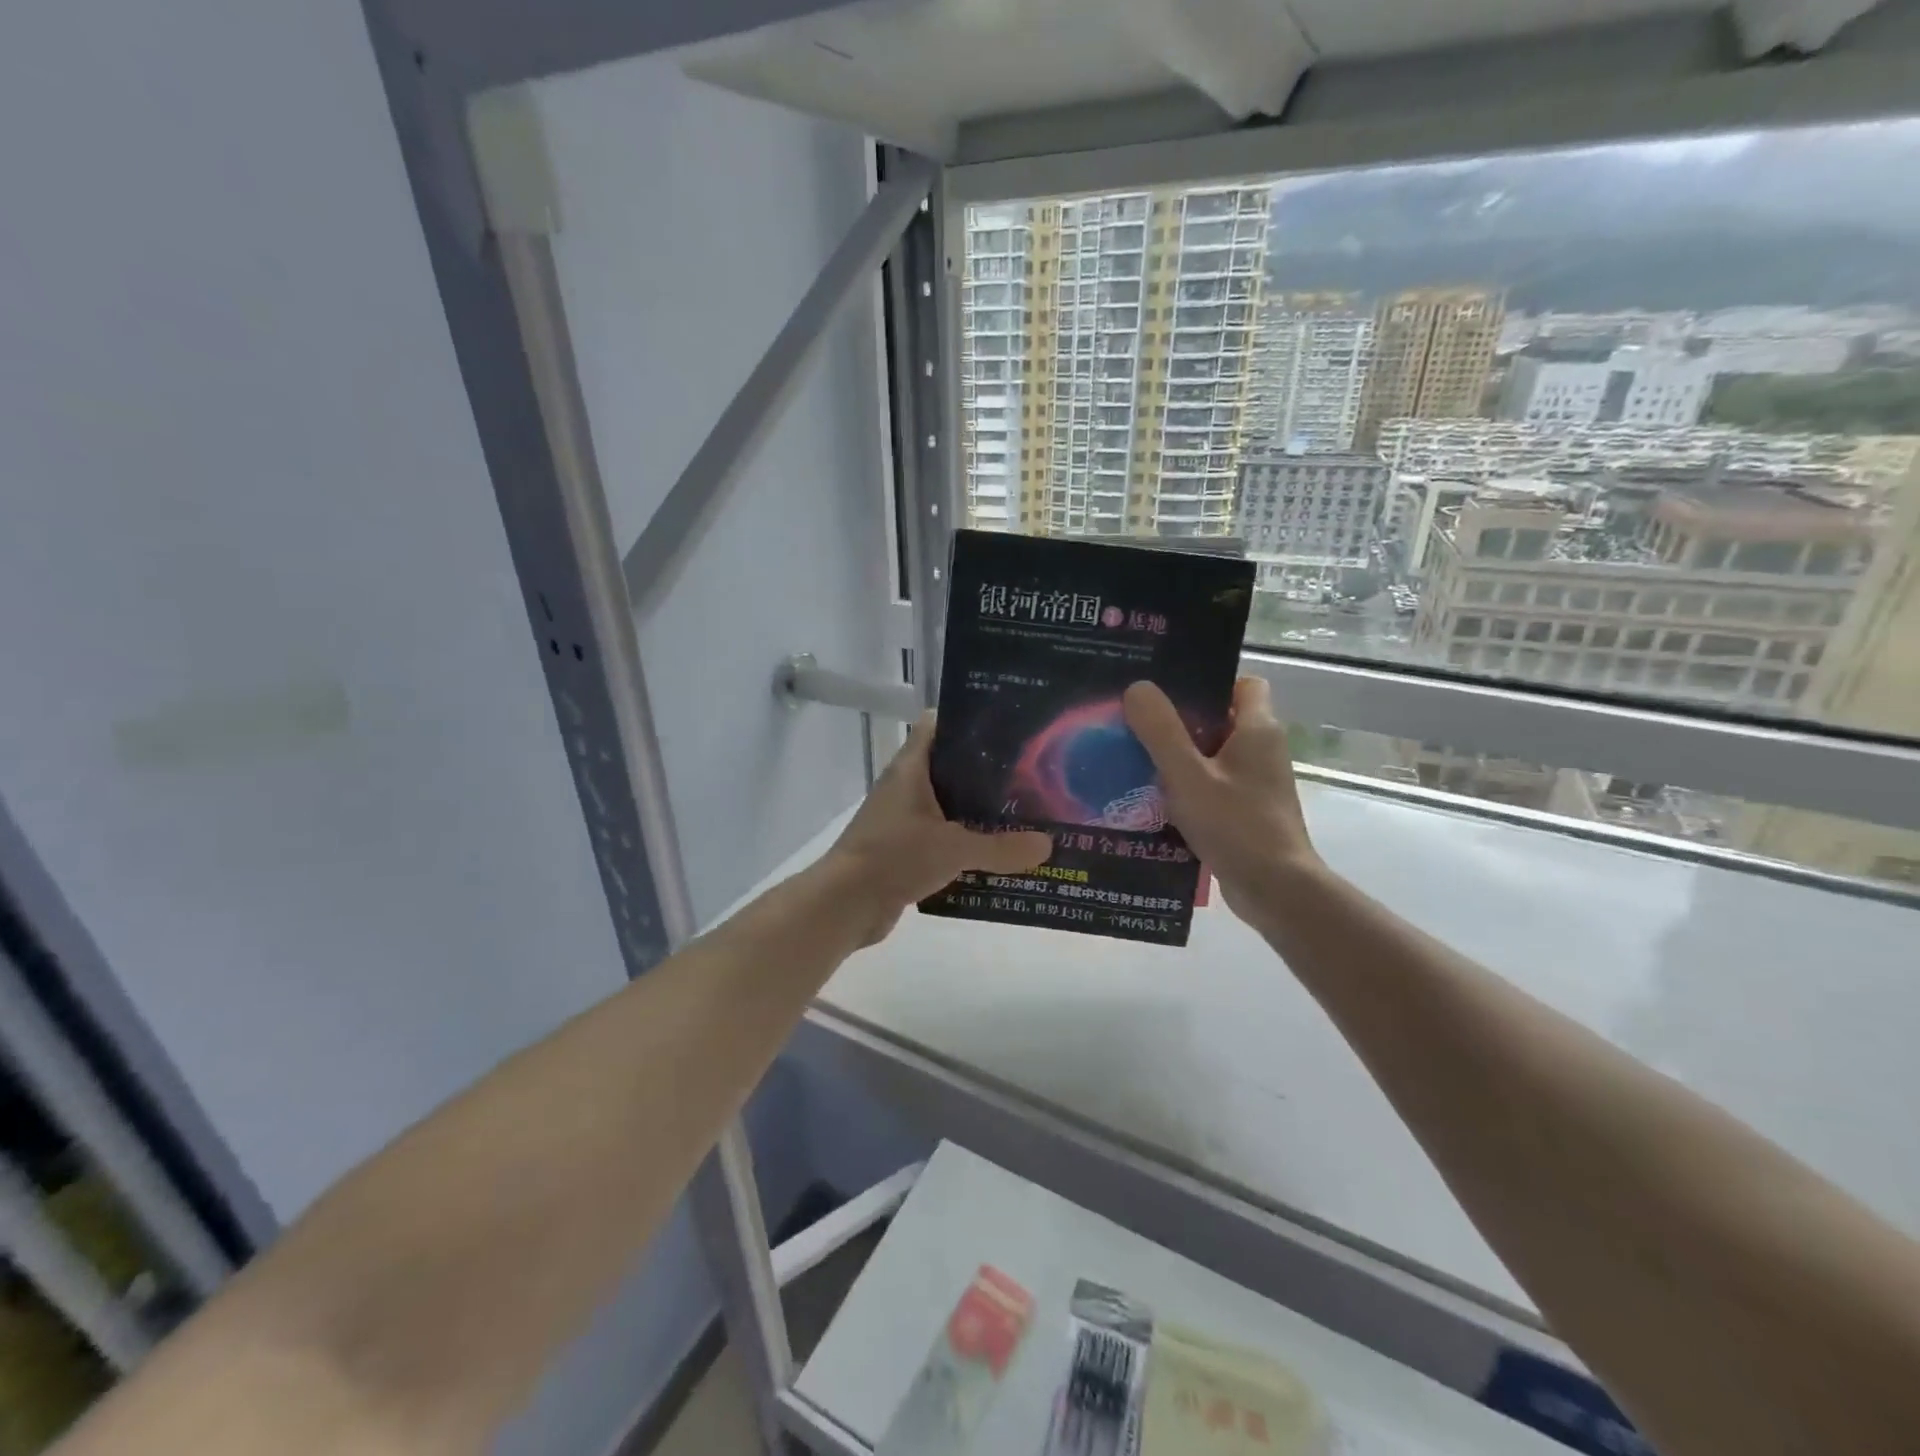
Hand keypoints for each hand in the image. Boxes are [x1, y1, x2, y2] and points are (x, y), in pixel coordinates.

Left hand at [825, 712, 1051, 945]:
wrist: (845, 904)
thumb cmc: (895, 857)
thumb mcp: (954, 848)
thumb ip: (1001, 847)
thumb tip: (1048, 844)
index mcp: (911, 769)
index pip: (936, 725)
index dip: (967, 721)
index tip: (1006, 727)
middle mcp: (905, 787)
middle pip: (948, 766)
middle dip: (985, 772)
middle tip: (1028, 776)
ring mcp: (901, 819)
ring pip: (946, 805)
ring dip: (977, 811)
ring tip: (1021, 814)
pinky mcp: (903, 849)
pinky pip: (940, 837)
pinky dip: (964, 842)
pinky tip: (995, 853)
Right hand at [1123, 677, 1324, 927]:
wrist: (1275, 890)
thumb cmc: (1235, 824)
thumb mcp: (1187, 774)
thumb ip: (1161, 730)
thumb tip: (1138, 687)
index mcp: (1258, 729)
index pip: (1243, 684)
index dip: (1210, 682)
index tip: (1170, 693)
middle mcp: (1263, 751)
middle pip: (1221, 720)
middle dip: (1180, 722)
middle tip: (1138, 723)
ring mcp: (1257, 784)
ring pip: (1213, 756)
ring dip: (1179, 759)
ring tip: (1135, 760)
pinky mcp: (1248, 812)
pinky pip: (1213, 786)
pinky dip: (1188, 788)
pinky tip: (1153, 799)